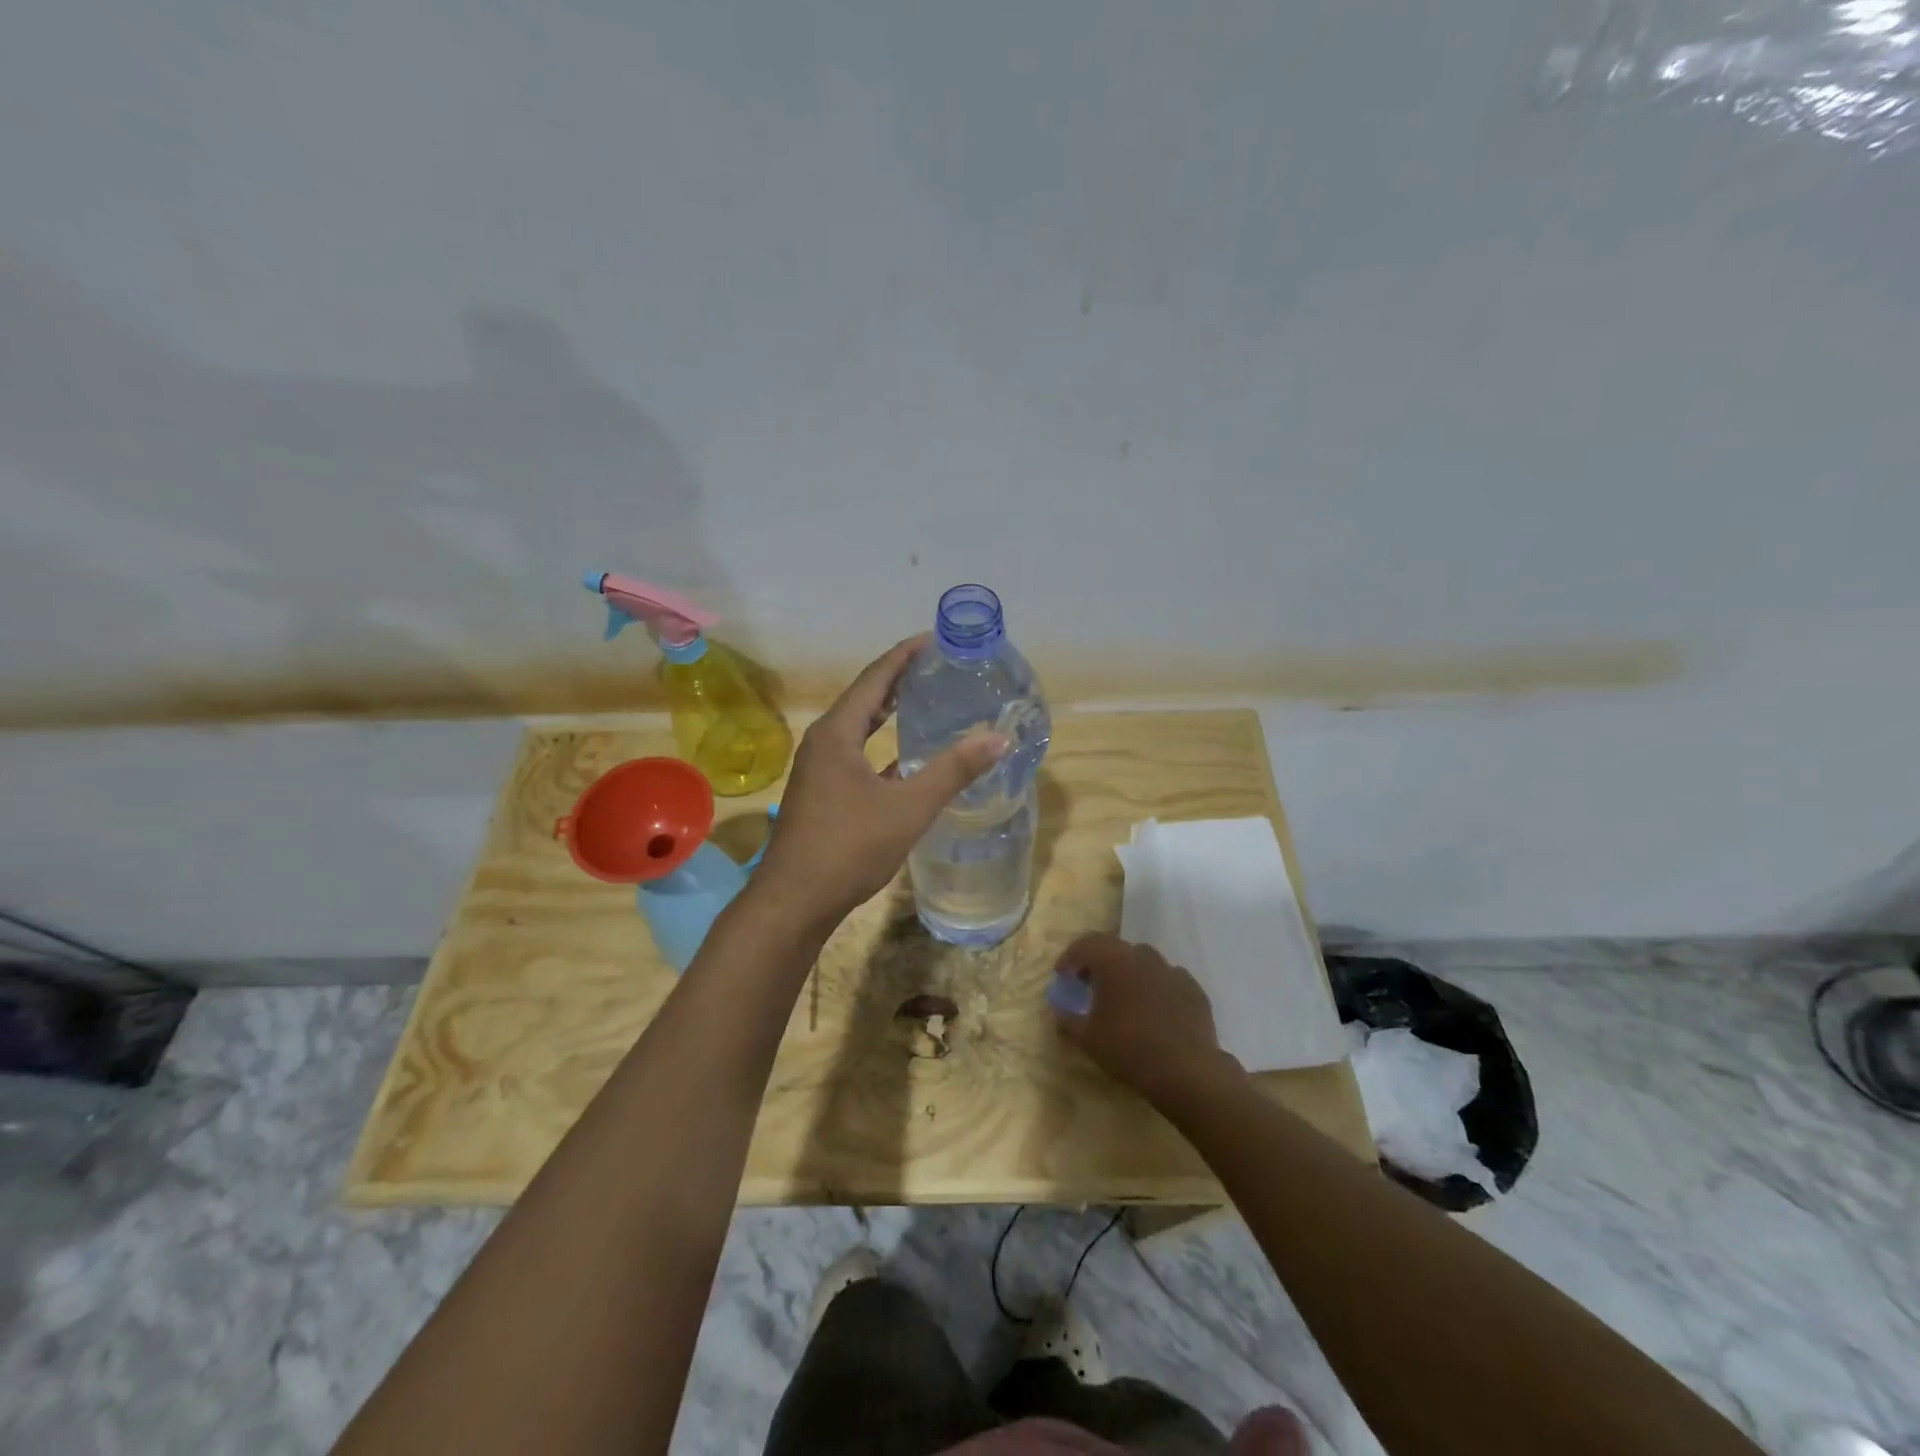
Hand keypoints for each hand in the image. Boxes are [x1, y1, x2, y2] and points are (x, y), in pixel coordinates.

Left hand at [758, 635, 1008, 921]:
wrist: (795, 901)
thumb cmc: (849, 846)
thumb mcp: (909, 807)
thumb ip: (953, 771)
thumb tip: (998, 738)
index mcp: (837, 733)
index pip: (875, 679)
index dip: (904, 656)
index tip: (934, 639)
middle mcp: (823, 743)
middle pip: (864, 698)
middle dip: (898, 680)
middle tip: (935, 666)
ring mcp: (818, 770)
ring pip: (858, 729)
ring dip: (888, 713)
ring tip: (923, 701)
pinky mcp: (821, 794)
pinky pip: (856, 756)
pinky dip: (881, 748)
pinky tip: (906, 759)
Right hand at [1050, 932, 1241, 1106]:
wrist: (1187, 1070)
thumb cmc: (1129, 1049)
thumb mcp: (1088, 1039)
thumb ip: (1068, 1021)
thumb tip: (1059, 1013)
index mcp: (1114, 960)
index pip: (1085, 944)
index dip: (1070, 958)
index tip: (1062, 976)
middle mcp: (1143, 956)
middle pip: (1114, 948)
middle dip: (1098, 962)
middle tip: (1089, 984)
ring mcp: (1172, 970)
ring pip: (1143, 961)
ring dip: (1127, 972)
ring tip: (1122, 997)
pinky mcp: (1193, 988)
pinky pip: (1166, 979)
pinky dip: (1154, 987)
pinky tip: (1153, 1010)